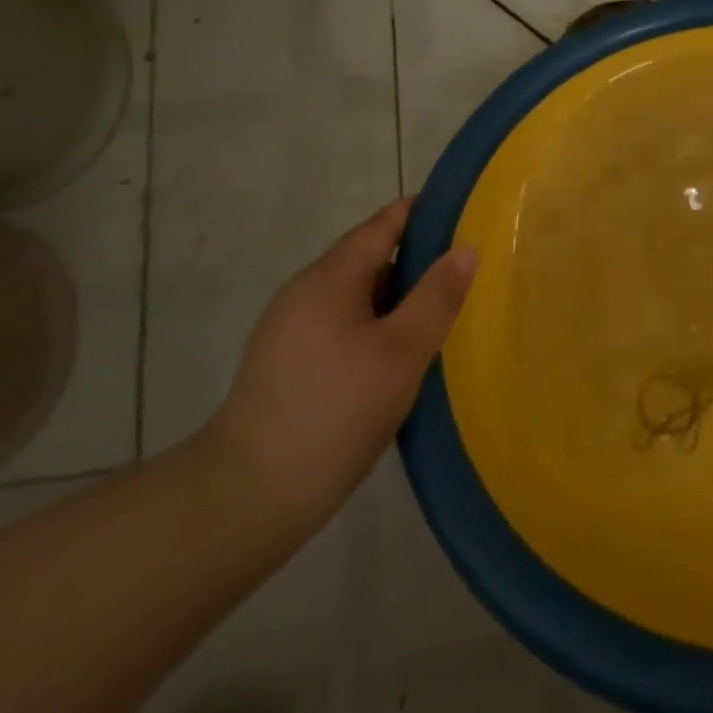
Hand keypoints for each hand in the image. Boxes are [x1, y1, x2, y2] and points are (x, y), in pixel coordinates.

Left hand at [202, 199, 477, 531]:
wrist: (248, 497)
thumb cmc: (336, 411)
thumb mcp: (402, 352)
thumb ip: (437, 296)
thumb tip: (465, 249)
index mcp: (330, 277)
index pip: (383, 224)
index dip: (422, 214)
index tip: (463, 217)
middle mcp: (304, 291)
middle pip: (368, 258)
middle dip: (414, 261)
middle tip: (462, 275)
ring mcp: (288, 329)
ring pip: (354, 296)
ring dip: (394, 298)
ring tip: (437, 316)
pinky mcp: (283, 364)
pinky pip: (339, 325)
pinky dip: (372, 327)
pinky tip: (394, 358)